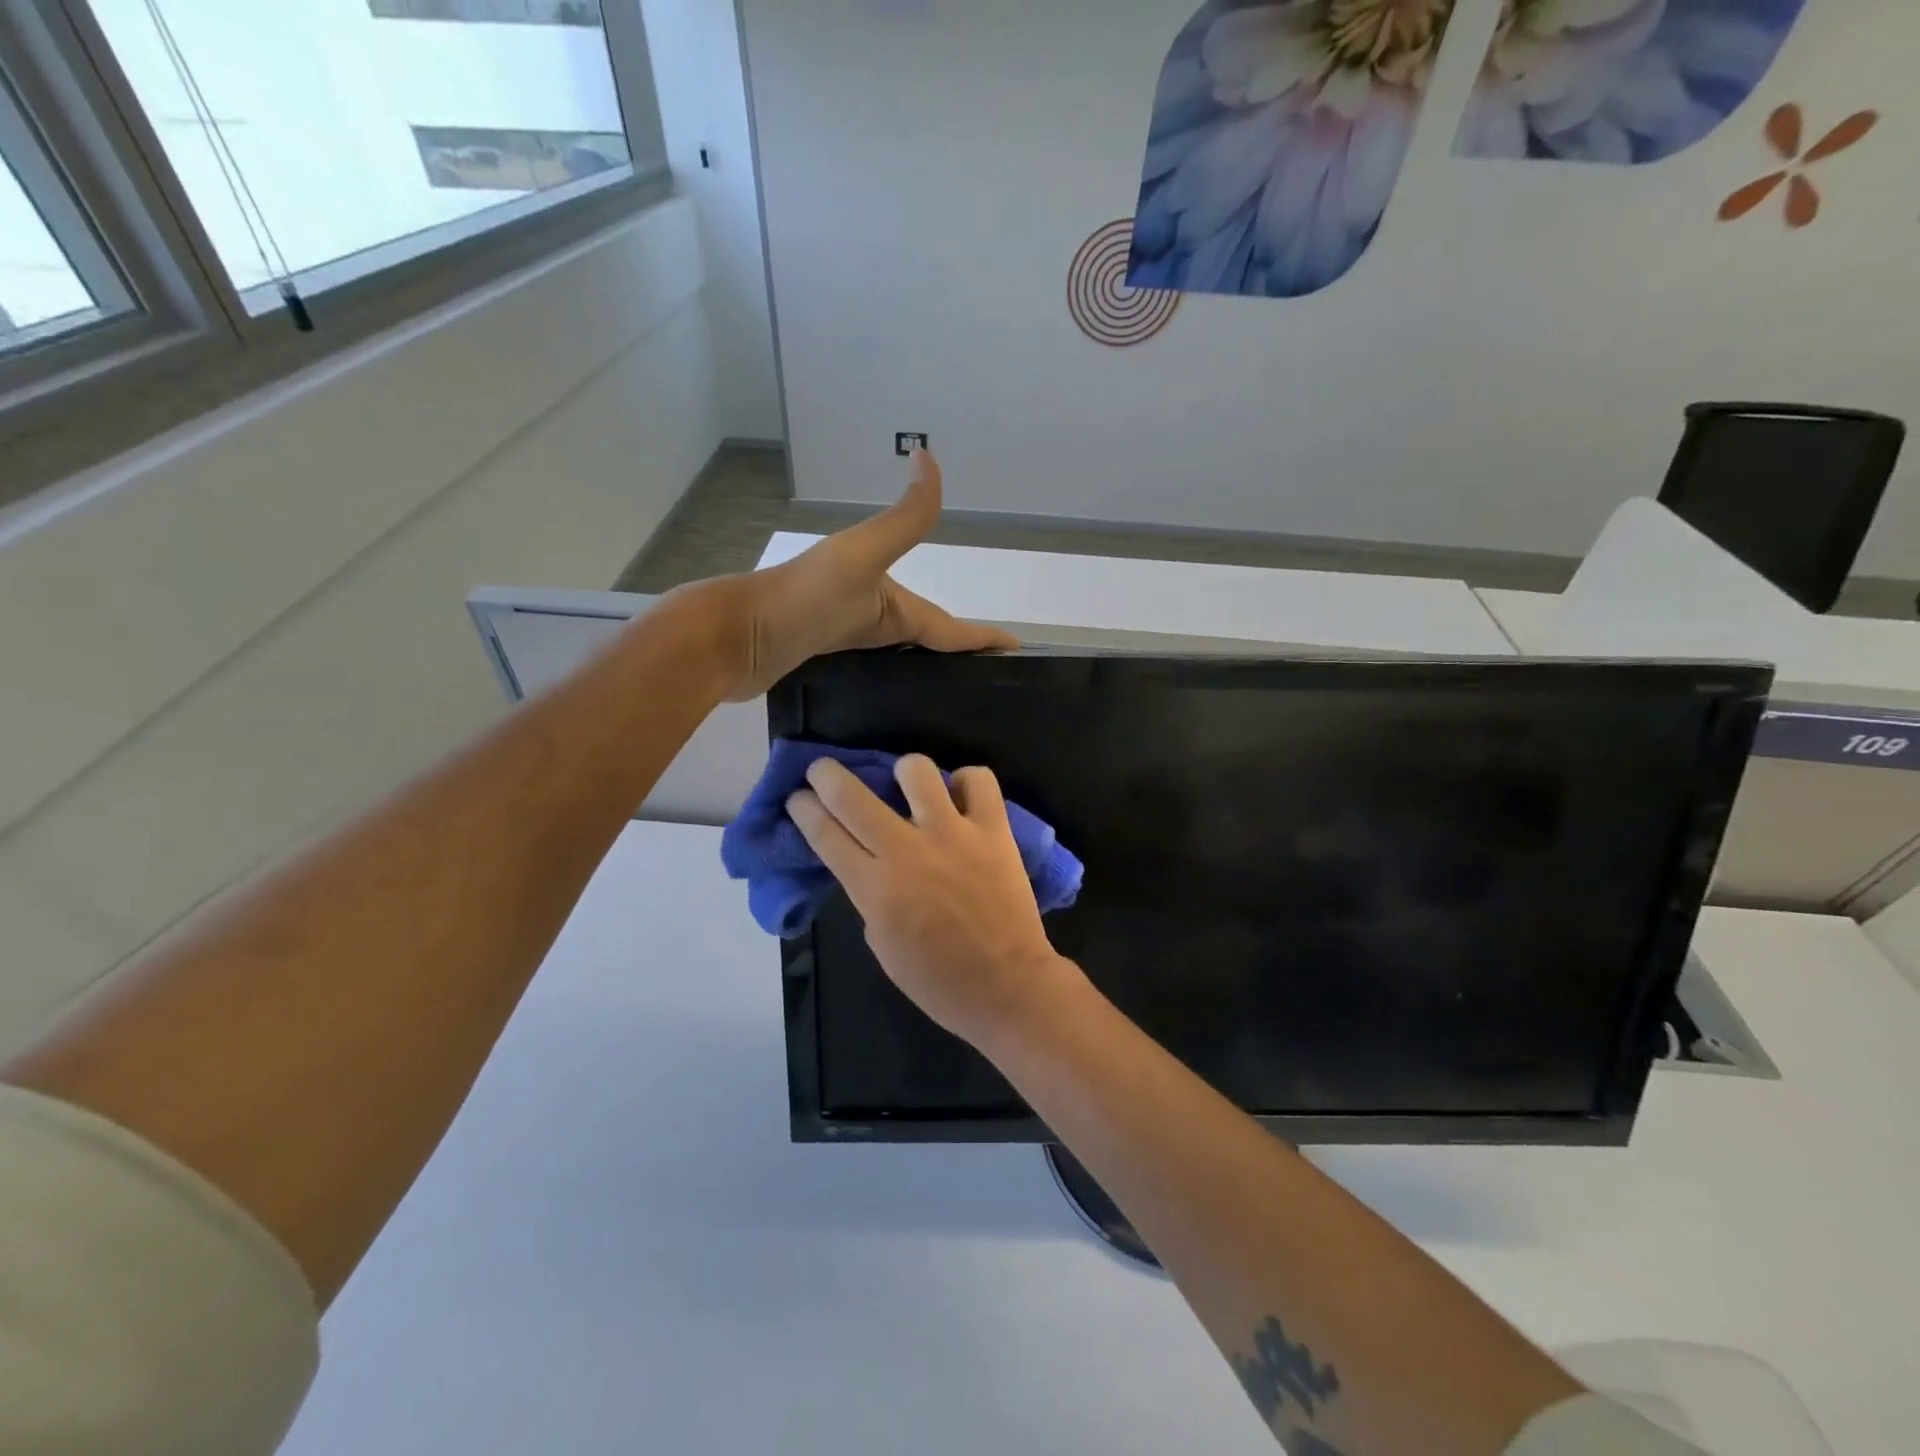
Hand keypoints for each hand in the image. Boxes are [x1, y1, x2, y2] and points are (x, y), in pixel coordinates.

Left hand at [702, 450, 1017, 701]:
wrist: (735, 636)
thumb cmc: (803, 600)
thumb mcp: (862, 556)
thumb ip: (903, 519)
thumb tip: (929, 455)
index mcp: (889, 599)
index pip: (948, 625)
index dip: (982, 638)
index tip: (1017, 652)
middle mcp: (872, 617)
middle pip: (927, 640)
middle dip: (959, 657)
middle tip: (988, 687)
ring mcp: (847, 641)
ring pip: (901, 658)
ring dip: (926, 671)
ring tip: (952, 704)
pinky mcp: (825, 665)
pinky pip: (874, 674)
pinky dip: (894, 684)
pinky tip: (899, 706)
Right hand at [786, 755, 1086, 1048]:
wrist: (1006, 987)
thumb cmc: (937, 980)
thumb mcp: (881, 944)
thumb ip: (869, 896)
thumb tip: (868, 861)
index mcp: (875, 887)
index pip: (825, 833)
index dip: (803, 809)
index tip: (797, 797)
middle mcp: (907, 851)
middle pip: (851, 795)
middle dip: (826, 775)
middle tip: (823, 771)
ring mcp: (953, 834)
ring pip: (916, 770)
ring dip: (903, 772)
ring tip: (908, 785)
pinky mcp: (993, 829)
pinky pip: (978, 780)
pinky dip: (966, 782)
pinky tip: (961, 798)